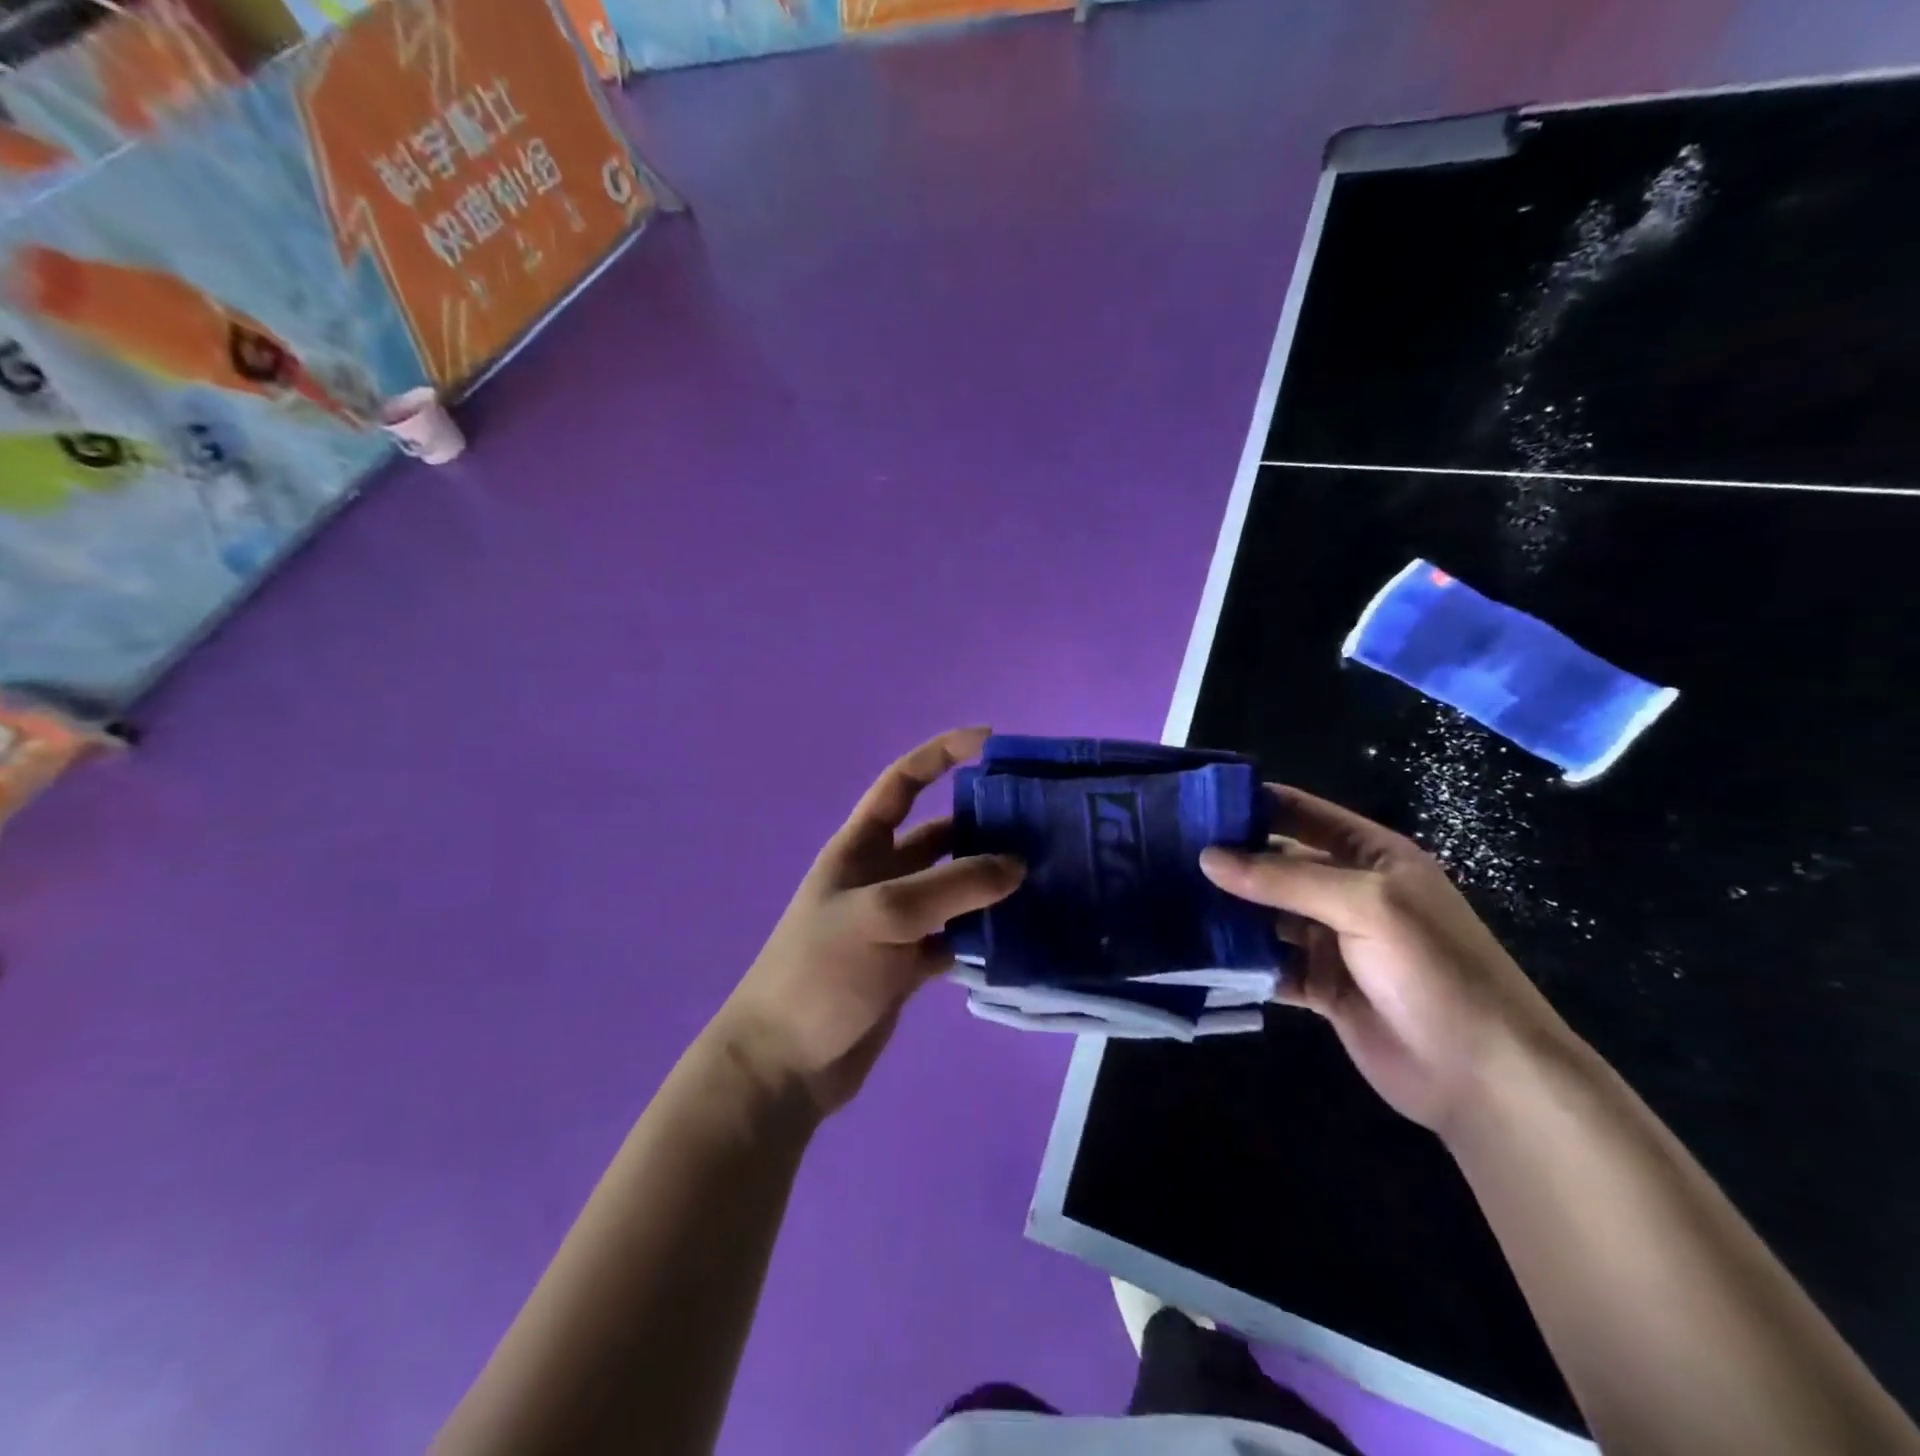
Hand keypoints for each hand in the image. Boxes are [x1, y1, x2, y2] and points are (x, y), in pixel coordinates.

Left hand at [712, 727, 1023, 1116]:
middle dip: (986, 826)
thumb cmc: (822, 972)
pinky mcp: (911, 963)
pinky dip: (987, 935)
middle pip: (941, 836)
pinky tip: (1025, 935)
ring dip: (993, 884)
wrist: (786, 1063)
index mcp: (861, 847)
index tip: (990, 741)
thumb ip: (953, 886)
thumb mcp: (884, 914)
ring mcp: (898, 922)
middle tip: (1044, 826)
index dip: (941, 754)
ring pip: (955, 889)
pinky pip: (958, 936)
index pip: (902, 783)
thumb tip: (1017, 864)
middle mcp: (882, 876)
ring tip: (1049, 877)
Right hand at [1199, 787, 1575, 1135]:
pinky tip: (1197, 952)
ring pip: (1266, 914)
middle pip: (1276, 864)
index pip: (1300, 813)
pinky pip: (1269, 962)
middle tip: (1164, 852)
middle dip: (1228, 859)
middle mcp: (1348, 891)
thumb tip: (1207, 857)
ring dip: (1227, 910)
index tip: (1192, 802)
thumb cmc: (1433, 970)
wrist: (1483, 1076)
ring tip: (1167, 897)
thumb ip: (1283, 879)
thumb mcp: (1364, 906)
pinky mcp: (1320, 985)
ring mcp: (1333, 940)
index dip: (1251, 803)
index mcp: (1370, 855)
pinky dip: (1239, 959)